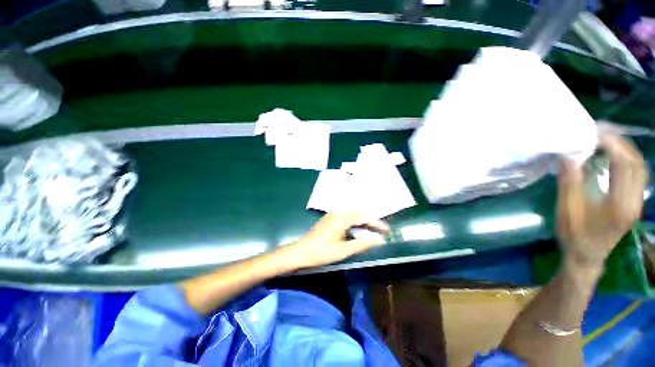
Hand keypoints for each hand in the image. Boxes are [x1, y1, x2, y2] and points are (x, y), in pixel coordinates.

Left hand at [284, 212, 389, 269]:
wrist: (300, 252)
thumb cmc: (321, 252)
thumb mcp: (343, 250)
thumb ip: (362, 244)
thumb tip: (379, 240)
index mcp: (342, 218)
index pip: (364, 217)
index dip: (376, 223)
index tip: (386, 231)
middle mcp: (338, 213)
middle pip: (359, 214)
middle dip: (371, 222)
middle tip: (380, 232)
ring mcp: (332, 215)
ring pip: (352, 215)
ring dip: (362, 222)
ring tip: (371, 232)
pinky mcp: (329, 219)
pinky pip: (346, 217)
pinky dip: (354, 223)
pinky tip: (356, 231)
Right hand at [557, 133, 646, 269]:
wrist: (587, 255)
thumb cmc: (574, 235)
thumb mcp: (567, 211)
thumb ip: (569, 184)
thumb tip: (568, 156)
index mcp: (621, 204)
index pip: (626, 164)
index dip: (612, 144)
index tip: (593, 133)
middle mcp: (635, 200)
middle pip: (637, 162)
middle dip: (619, 142)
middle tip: (598, 131)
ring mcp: (637, 201)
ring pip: (639, 166)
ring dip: (623, 149)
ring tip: (603, 139)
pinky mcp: (633, 201)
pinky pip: (635, 173)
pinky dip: (624, 159)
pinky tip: (610, 155)